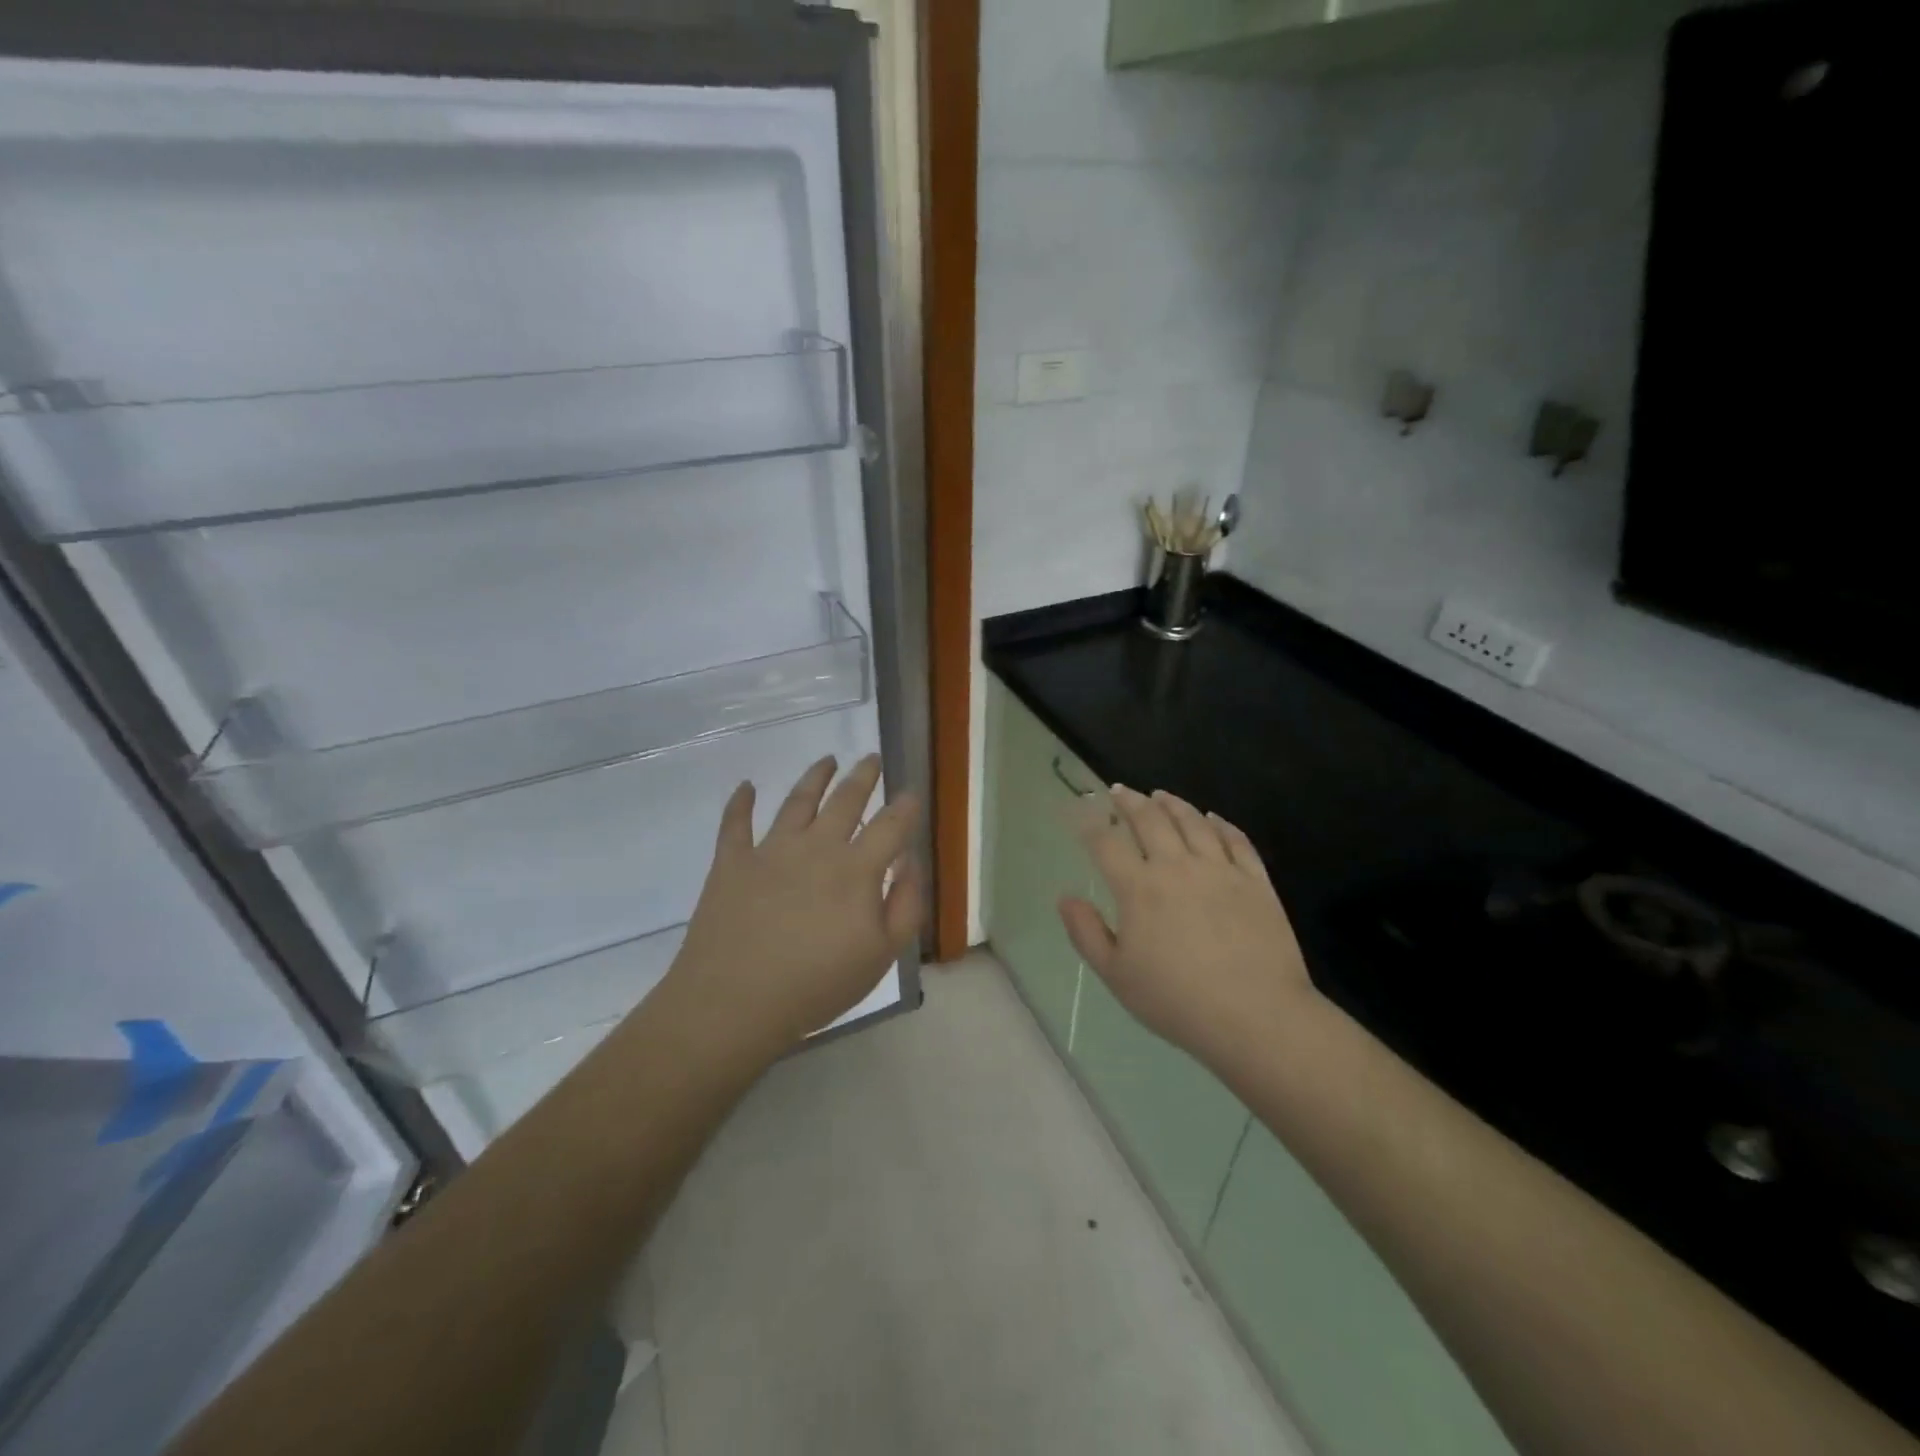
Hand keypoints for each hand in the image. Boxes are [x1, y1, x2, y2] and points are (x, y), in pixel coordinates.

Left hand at [665, 754, 921, 1055]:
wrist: (734, 1002)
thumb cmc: (816, 985)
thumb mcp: (881, 955)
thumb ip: (905, 904)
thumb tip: (909, 861)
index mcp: (856, 869)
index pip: (890, 826)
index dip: (905, 807)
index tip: (911, 792)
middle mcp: (816, 847)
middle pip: (845, 801)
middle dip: (863, 776)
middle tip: (870, 758)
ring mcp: (771, 850)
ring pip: (798, 801)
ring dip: (814, 777)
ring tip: (827, 760)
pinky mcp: (732, 862)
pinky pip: (735, 823)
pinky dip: (741, 801)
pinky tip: (746, 785)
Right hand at [1058, 786, 1316, 1069]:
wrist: (1255, 1016)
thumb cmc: (1176, 1001)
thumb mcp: (1116, 975)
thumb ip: (1086, 933)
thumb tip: (1065, 897)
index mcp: (1139, 888)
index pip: (1107, 844)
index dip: (1091, 825)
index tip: (1082, 814)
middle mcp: (1177, 867)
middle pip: (1150, 821)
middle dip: (1130, 802)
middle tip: (1120, 790)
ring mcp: (1220, 870)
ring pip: (1193, 823)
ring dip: (1173, 804)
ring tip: (1160, 795)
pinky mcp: (1255, 881)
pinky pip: (1236, 841)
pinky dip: (1221, 824)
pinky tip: (1212, 819)